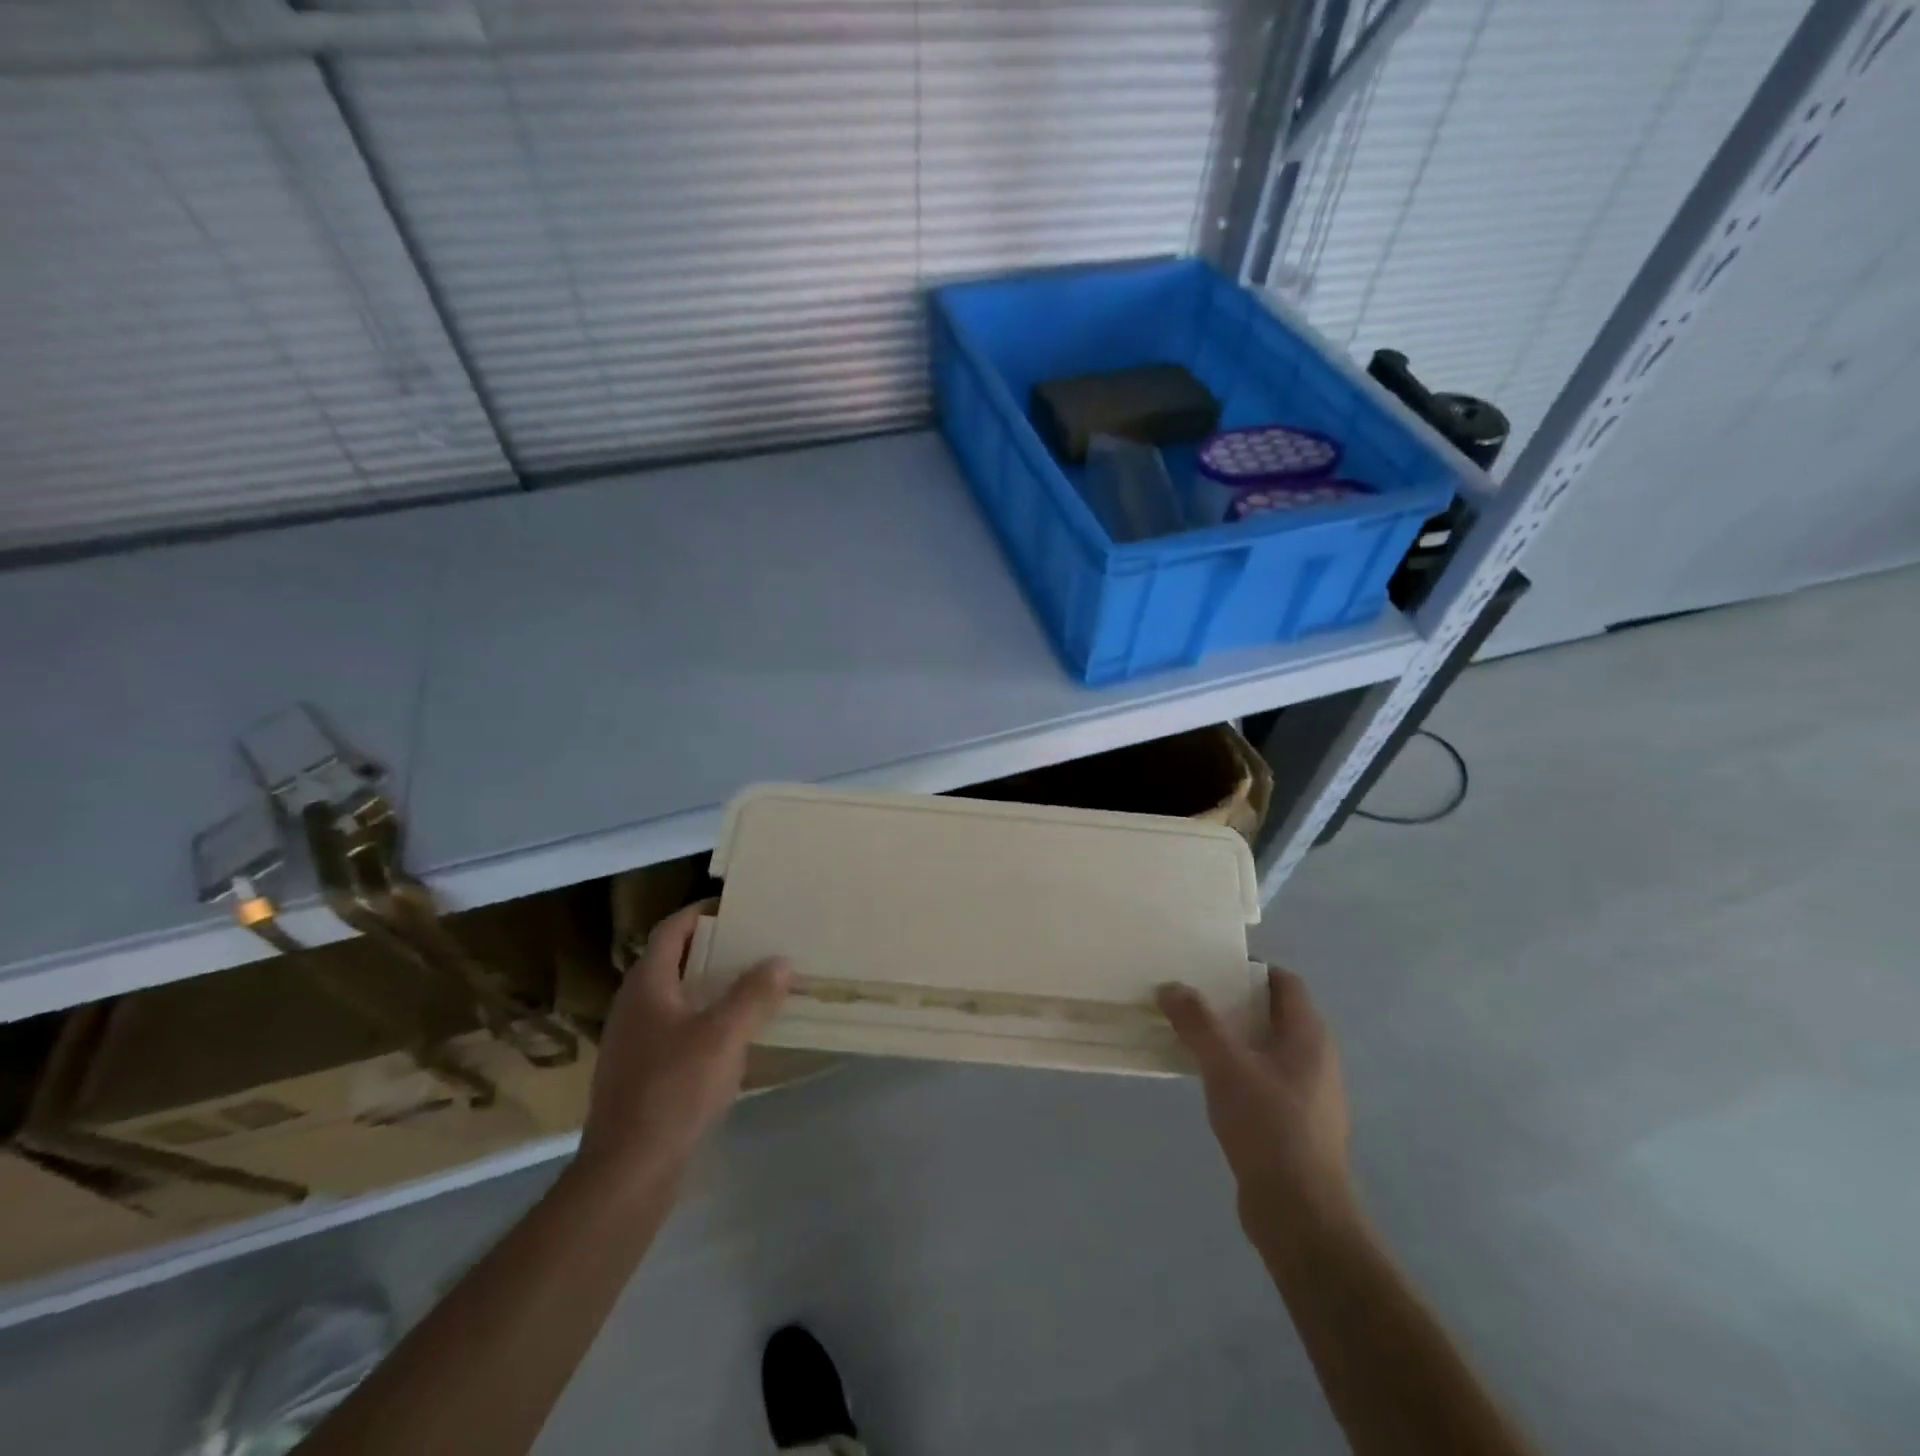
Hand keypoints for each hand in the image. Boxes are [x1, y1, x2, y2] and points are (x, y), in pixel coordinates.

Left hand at [575, 900, 790, 1194]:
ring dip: (711, 986)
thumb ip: (754, 994)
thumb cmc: (674, 1089)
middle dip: (713, 948)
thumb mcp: (724, 1036)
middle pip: (674, 961)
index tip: (738, 906)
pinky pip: (677, 1029)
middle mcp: (634, 1006)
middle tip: (755, 943)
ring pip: (676, 997)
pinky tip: (734, 1036)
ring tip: (752, 984)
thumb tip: (781, 961)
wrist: (629, 1171)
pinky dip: (705, 1019)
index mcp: (647, 985)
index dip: (701, 912)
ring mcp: (634, 1042)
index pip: (672, 930)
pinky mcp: (641, 1073)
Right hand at [1158, 966, 1353, 1239]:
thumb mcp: (1225, 1066)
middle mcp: (1316, 1059)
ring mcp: (1308, 1095)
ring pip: (1267, 1049)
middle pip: (1274, 1014)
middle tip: (1192, 997)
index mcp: (1309, 1036)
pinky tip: (1207, 1080)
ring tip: (1191, 1034)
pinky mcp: (1295, 1125)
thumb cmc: (1269, 1127)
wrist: (1300, 1215)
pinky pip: (1263, 1080)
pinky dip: (1237, 1070)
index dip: (1251, 969)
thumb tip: (1171, 986)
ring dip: (1233, 1038)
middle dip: (1234, 1002)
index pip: (1285, 983)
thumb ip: (1198, 1023)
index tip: (1211, 967)